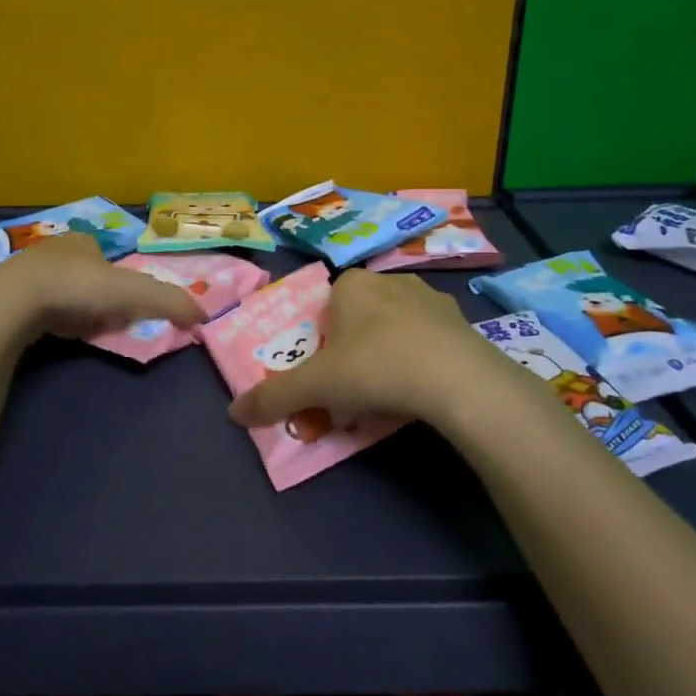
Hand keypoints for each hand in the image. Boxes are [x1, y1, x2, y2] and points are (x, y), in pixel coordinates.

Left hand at [0, 233, 207, 340]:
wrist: (14, 302)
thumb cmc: (78, 289)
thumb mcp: (135, 294)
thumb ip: (171, 303)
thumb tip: (205, 315)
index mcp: (85, 240)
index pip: (110, 260)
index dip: (121, 285)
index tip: (123, 308)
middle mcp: (55, 248)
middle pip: (86, 275)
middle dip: (96, 297)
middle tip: (102, 321)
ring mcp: (26, 270)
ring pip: (60, 290)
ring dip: (73, 308)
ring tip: (76, 329)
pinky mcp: (6, 294)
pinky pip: (36, 305)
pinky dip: (49, 318)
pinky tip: (51, 332)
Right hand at [227, 269, 521, 433]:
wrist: (458, 379)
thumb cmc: (375, 367)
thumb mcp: (316, 386)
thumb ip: (274, 397)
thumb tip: (233, 414)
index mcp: (352, 284)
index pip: (326, 307)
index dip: (322, 342)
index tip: (328, 375)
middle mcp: (390, 281)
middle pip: (360, 319)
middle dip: (354, 352)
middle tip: (355, 392)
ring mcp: (431, 299)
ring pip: (396, 329)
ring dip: (388, 357)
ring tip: (389, 398)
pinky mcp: (462, 322)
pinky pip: (429, 341)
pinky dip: (421, 362)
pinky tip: (422, 393)